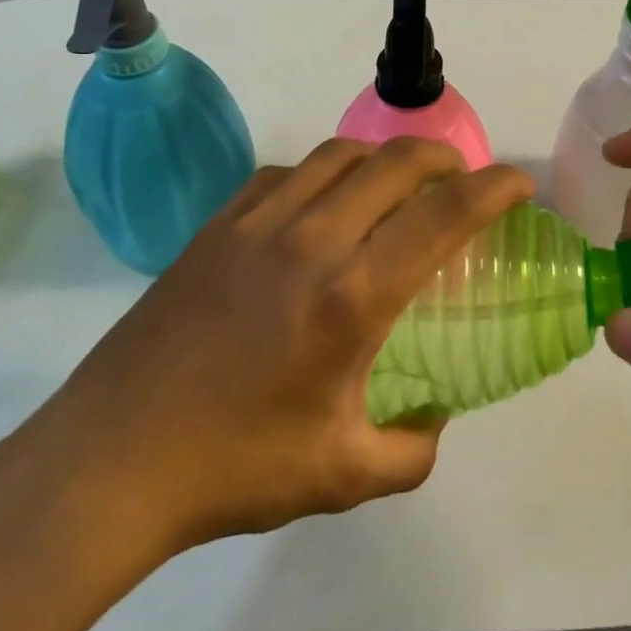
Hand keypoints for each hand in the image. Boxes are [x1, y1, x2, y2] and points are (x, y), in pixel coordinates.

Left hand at [0, 137, 532, 594]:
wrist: (110, 460)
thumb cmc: (234, 468)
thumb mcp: (342, 476)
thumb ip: (411, 449)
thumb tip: (435, 418)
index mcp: (351, 296)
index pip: (443, 216)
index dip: (493, 188)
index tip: (520, 182)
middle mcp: (311, 240)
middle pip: (395, 161)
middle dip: (444, 158)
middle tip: (461, 179)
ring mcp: (257, 223)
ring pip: (339, 154)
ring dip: (382, 159)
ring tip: (395, 187)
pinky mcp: (216, 224)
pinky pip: (285, 173)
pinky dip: (322, 175)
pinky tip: (319, 208)